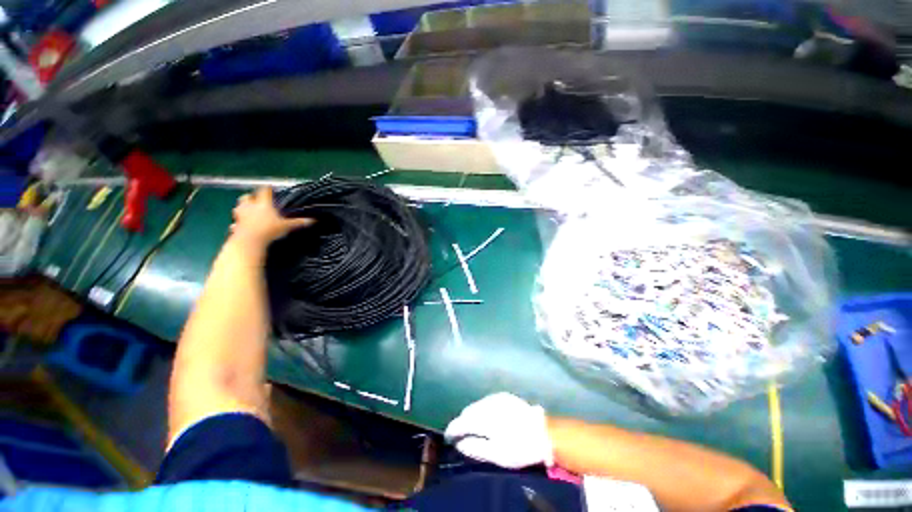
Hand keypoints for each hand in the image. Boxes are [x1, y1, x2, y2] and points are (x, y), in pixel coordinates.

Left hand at [230, 187, 312, 246]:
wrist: (250, 241)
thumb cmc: (269, 230)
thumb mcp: (287, 226)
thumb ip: (298, 222)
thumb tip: (313, 220)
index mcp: (263, 204)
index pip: (265, 191)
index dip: (268, 189)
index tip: (270, 188)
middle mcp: (250, 206)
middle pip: (247, 197)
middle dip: (251, 198)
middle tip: (257, 201)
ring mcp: (241, 215)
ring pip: (239, 207)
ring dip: (243, 208)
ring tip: (249, 212)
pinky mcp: (235, 225)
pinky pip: (236, 221)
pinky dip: (239, 223)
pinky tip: (242, 226)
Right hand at [444, 392, 552, 468]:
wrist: (543, 431)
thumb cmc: (519, 447)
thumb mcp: (496, 454)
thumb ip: (475, 447)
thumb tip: (459, 444)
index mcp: (483, 418)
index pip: (460, 422)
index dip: (452, 430)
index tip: (448, 438)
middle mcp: (486, 403)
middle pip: (467, 411)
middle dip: (462, 422)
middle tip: (461, 435)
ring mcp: (495, 397)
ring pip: (477, 405)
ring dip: (472, 414)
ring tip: (472, 426)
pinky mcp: (504, 395)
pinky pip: (486, 401)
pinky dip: (482, 409)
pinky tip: (486, 417)